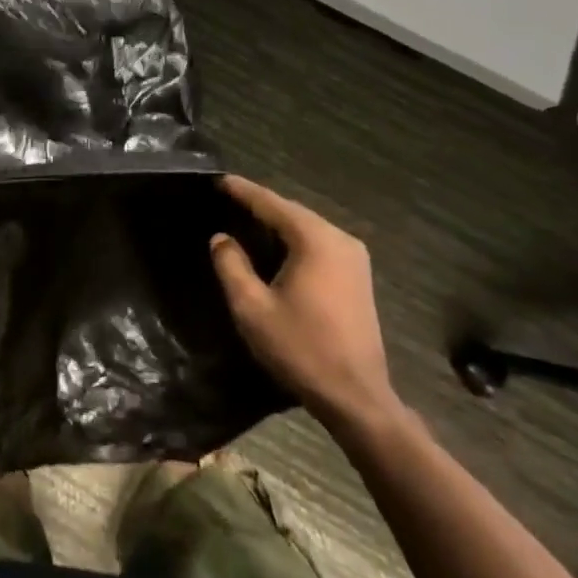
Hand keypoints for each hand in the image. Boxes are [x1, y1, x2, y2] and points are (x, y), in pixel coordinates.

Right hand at [211, 175, 400, 428]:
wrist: (357, 398)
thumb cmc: (301, 349)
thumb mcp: (252, 308)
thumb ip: (231, 266)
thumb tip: (221, 237)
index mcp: (314, 240)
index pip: (271, 203)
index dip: (243, 191)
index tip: (219, 180)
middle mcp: (339, 239)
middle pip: (292, 211)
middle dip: (260, 205)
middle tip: (228, 198)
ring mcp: (354, 257)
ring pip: (307, 227)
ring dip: (278, 223)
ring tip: (246, 219)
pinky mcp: (358, 277)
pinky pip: (319, 244)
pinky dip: (295, 239)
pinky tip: (276, 247)